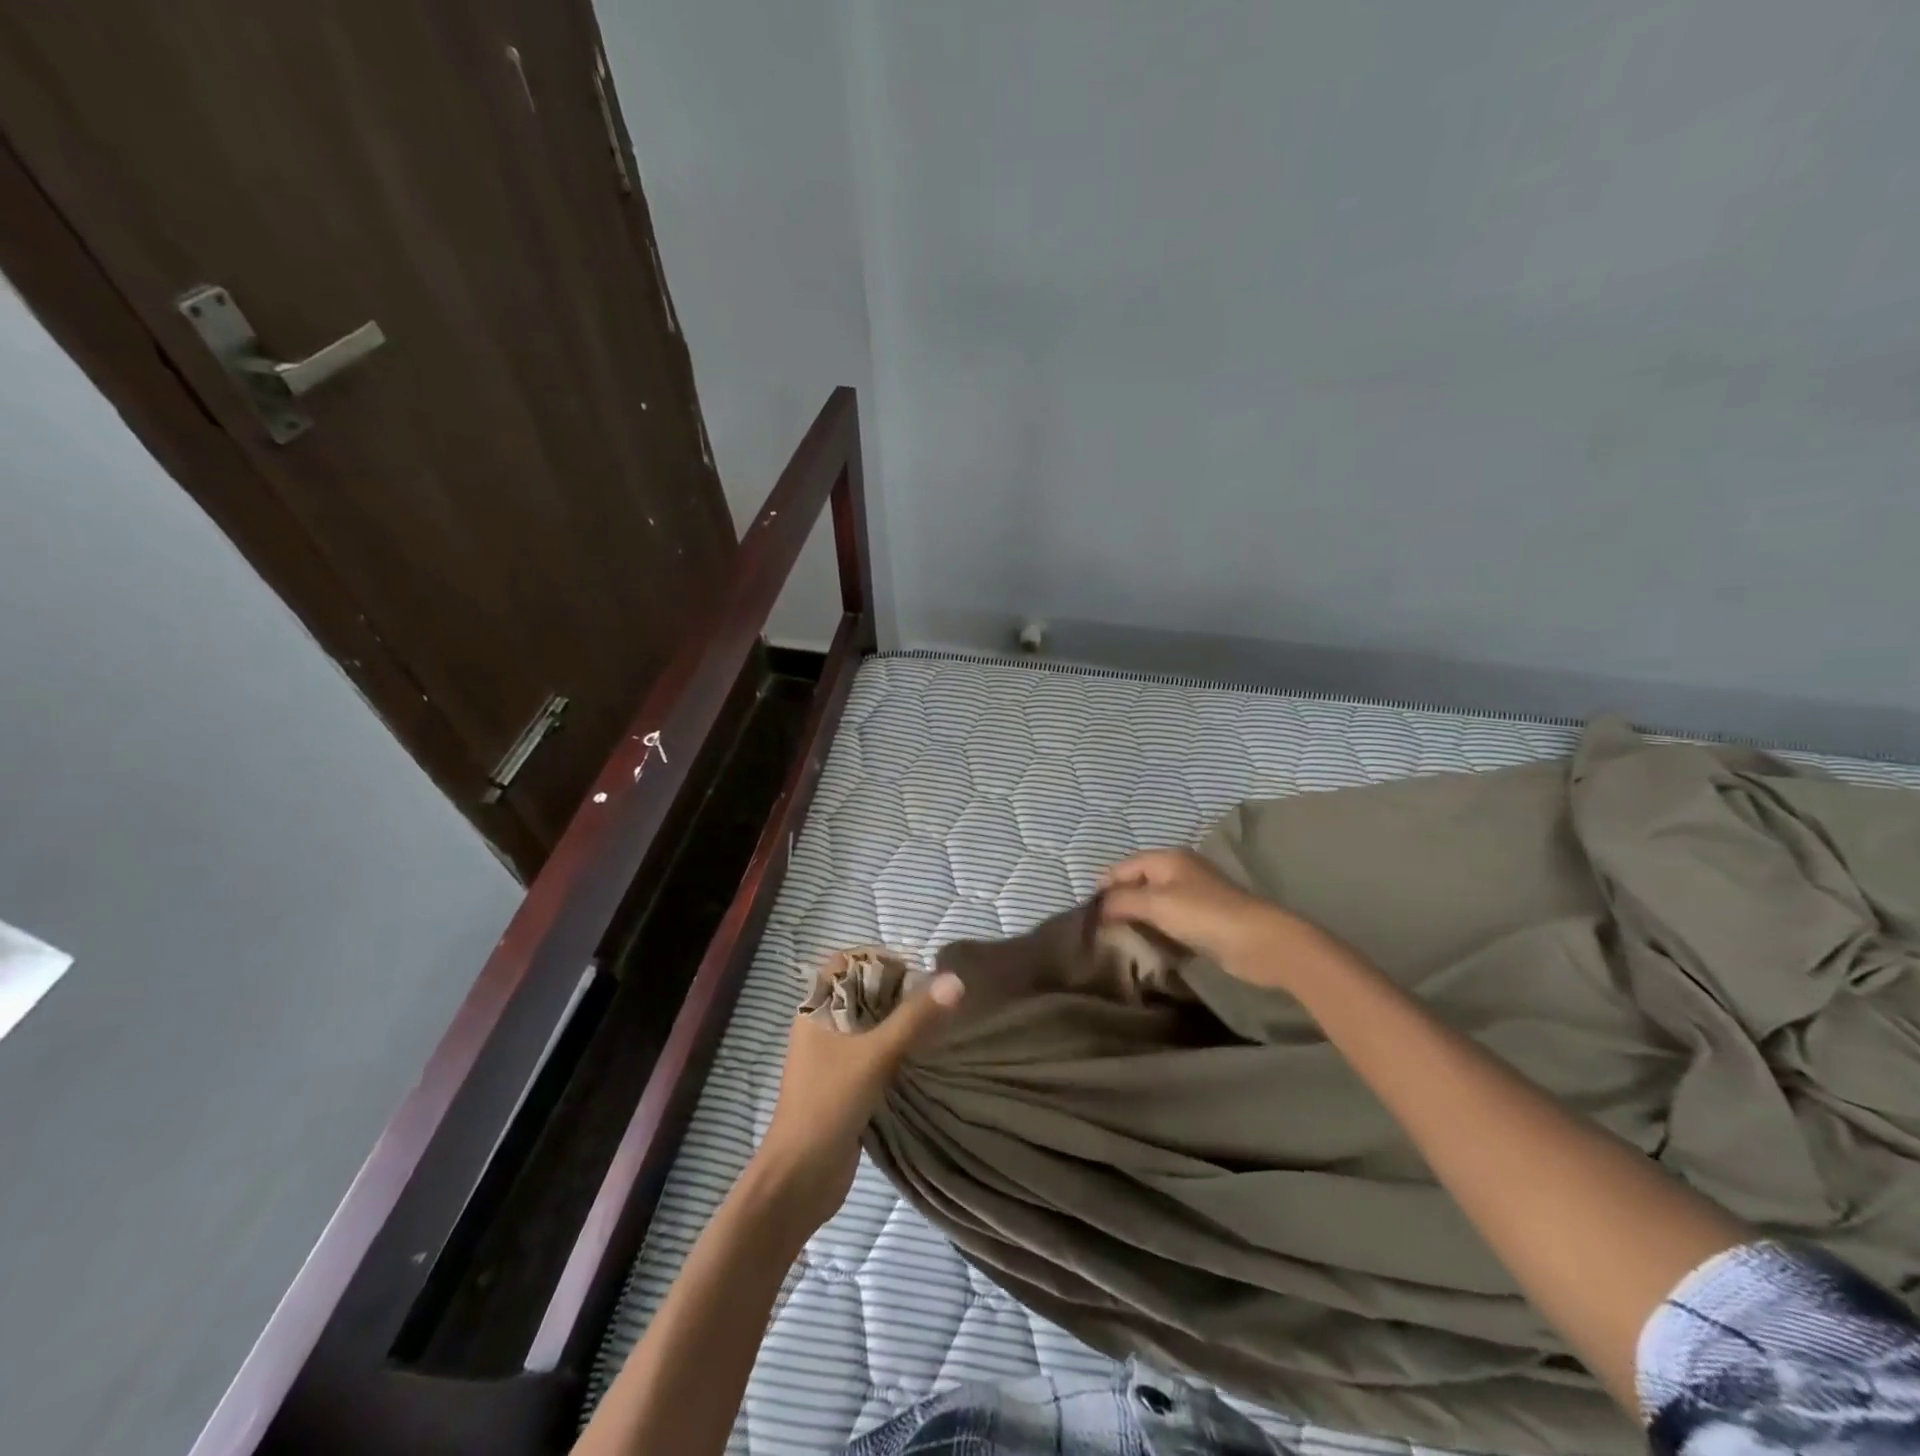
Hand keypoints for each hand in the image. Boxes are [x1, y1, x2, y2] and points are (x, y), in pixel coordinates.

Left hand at [750, 970, 964, 1233]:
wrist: (799, 1180)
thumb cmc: (827, 1105)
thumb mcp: (874, 1056)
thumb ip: (914, 1018)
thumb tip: (955, 980)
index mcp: (816, 1009)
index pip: (847, 962)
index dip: (879, 960)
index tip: (915, 972)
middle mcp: (822, 1025)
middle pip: (864, 991)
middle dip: (898, 991)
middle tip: (936, 999)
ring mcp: (834, 1056)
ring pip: (872, 1023)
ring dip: (901, 1022)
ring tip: (939, 1023)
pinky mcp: (847, 1083)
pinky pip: (876, 1052)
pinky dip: (899, 1049)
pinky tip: (928, 1055)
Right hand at [1100, 848, 1296, 981]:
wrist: (1259, 942)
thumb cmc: (1204, 914)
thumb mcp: (1156, 903)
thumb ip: (1123, 900)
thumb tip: (1098, 905)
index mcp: (1167, 858)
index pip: (1124, 866)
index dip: (1104, 886)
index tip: (1086, 912)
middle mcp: (1179, 871)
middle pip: (1138, 883)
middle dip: (1118, 902)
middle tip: (1098, 928)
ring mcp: (1193, 895)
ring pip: (1153, 903)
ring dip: (1137, 918)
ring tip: (1115, 938)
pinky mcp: (1203, 919)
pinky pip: (1169, 921)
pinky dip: (1155, 930)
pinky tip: (1145, 945)